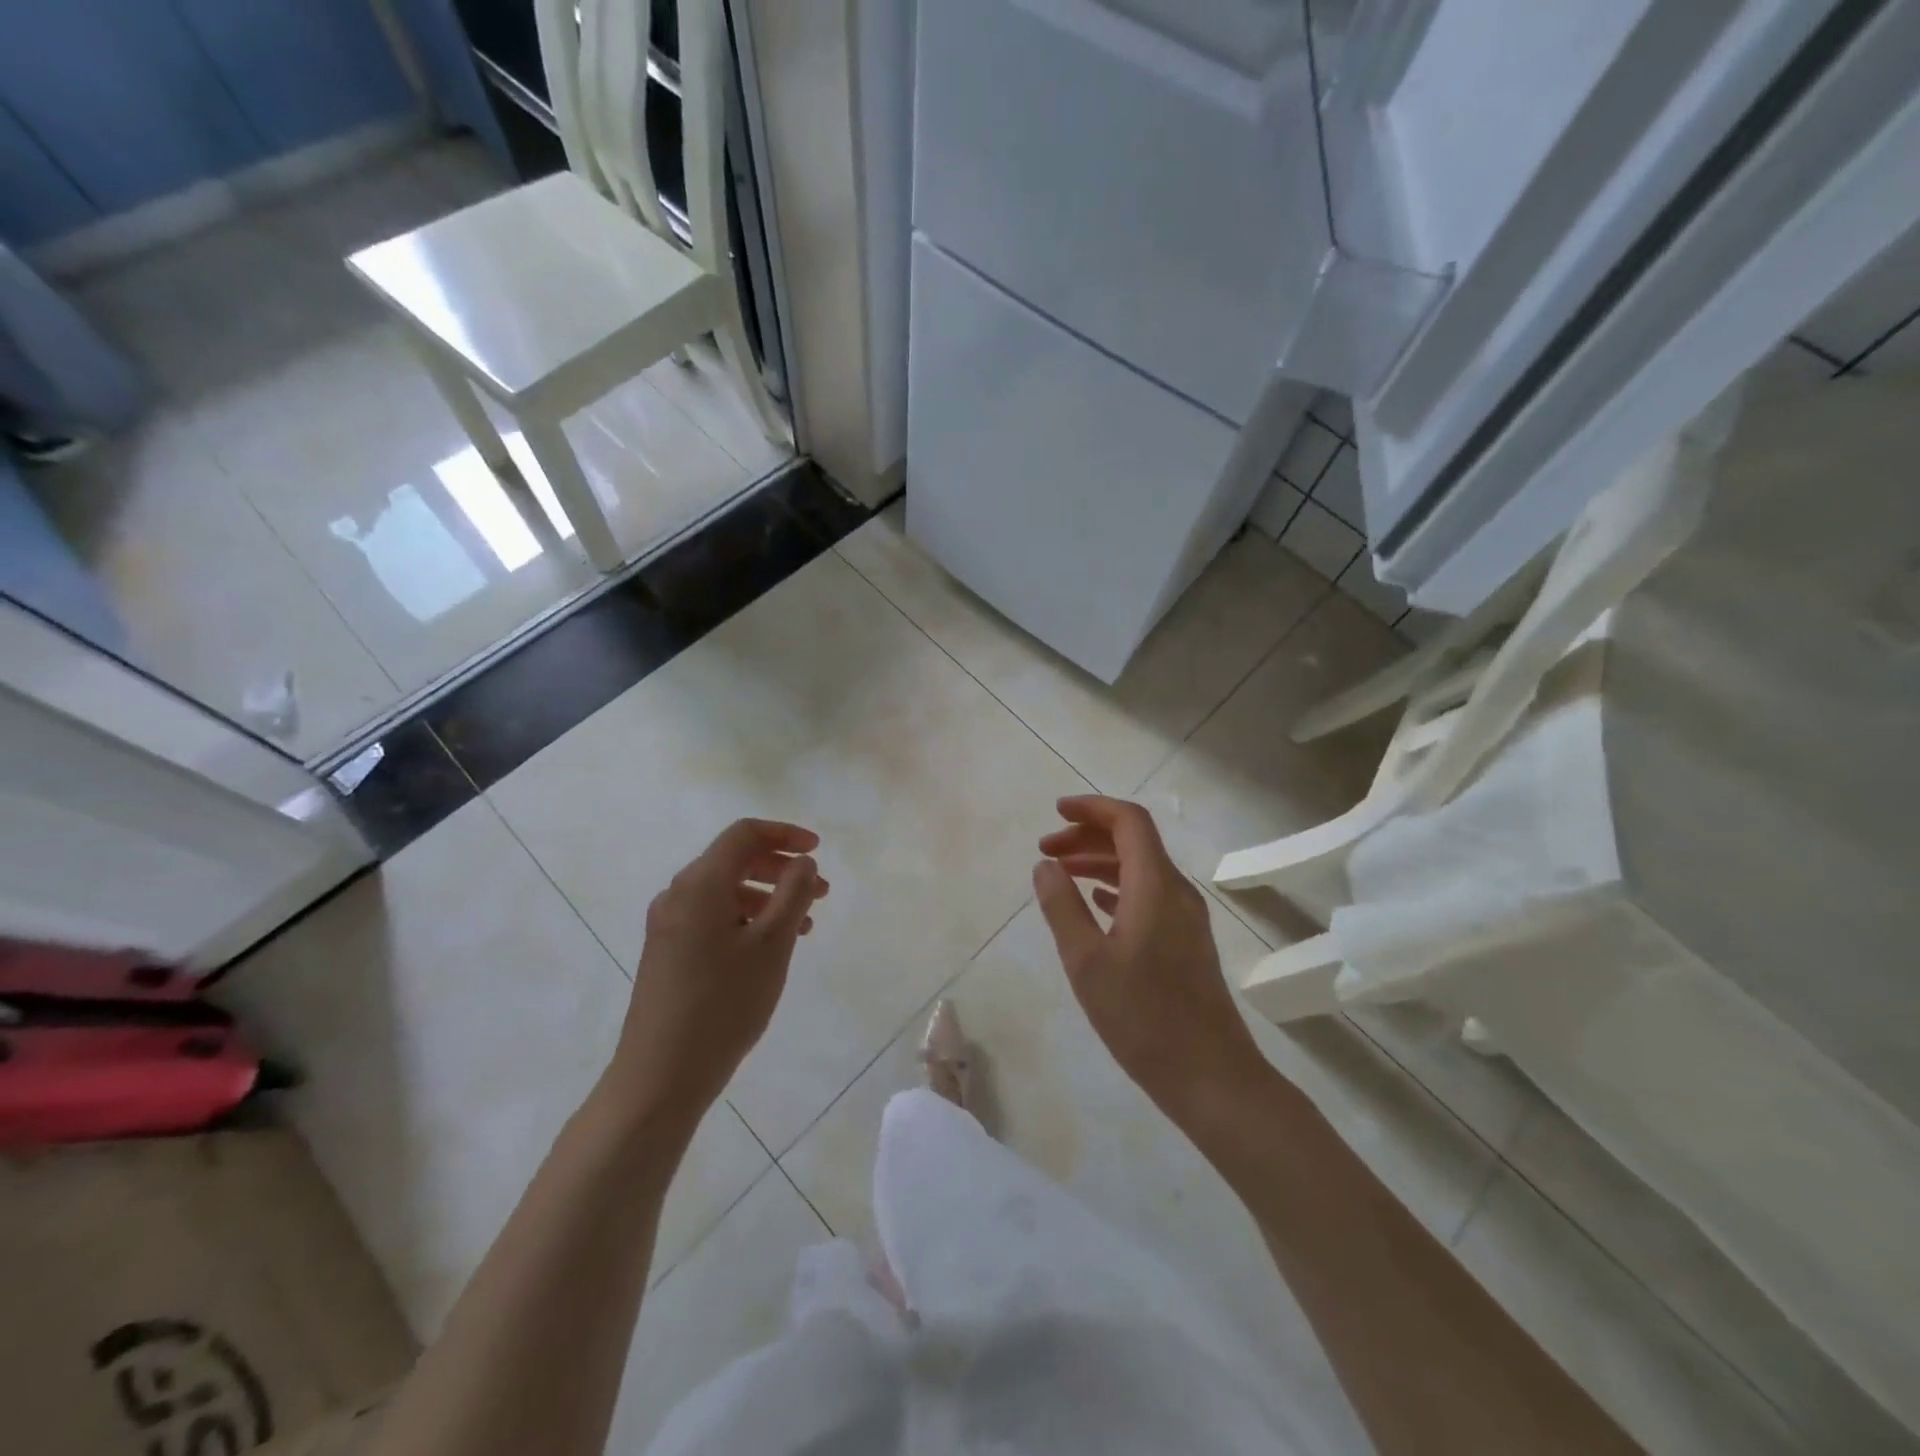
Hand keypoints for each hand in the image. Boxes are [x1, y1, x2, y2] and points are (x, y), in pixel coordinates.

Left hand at [608, 819, 827, 1131]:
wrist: (660, 1075)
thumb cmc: (724, 1003)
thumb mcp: (772, 944)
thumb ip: (793, 893)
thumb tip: (802, 862)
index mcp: (700, 883)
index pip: (744, 834)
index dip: (785, 834)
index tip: (818, 851)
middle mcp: (678, 894)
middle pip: (734, 860)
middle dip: (781, 869)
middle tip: (821, 892)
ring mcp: (668, 924)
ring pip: (725, 891)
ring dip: (768, 897)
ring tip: (804, 927)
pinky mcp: (667, 951)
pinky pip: (712, 917)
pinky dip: (746, 919)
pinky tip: (769, 948)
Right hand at [1034, 796, 1266, 1118]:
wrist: (1212, 1078)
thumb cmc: (1144, 1018)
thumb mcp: (1087, 962)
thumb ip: (1062, 907)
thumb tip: (1044, 865)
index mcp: (1156, 886)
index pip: (1128, 821)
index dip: (1091, 808)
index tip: (1055, 813)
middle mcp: (1176, 892)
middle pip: (1133, 841)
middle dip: (1088, 837)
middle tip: (1046, 852)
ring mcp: (1186, 918)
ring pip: (1140, 869)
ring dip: (1100, 863)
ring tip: (1061, 876)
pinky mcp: (1187, 943)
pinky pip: (1149, 895)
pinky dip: (1117, 887)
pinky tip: (1096, 904)